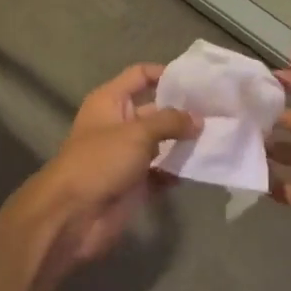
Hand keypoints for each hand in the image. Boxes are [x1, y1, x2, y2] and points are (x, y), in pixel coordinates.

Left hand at [15, 64, 197, 275]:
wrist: (72, 215)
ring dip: (183, 142)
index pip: (140, 75)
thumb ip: (170, 122)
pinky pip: (161, 172)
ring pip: (161, 142)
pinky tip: (201, 167)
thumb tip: (198, 119)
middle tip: (218, 112)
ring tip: (217, 138)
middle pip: (155, 110)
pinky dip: (177, 170)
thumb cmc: (100, 161)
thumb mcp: (137, 133)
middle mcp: (118, 124)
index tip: (196, 80)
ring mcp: (126, 155)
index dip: (165, 74)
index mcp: (110, 101)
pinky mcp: (134, 183)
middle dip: (183, 111)